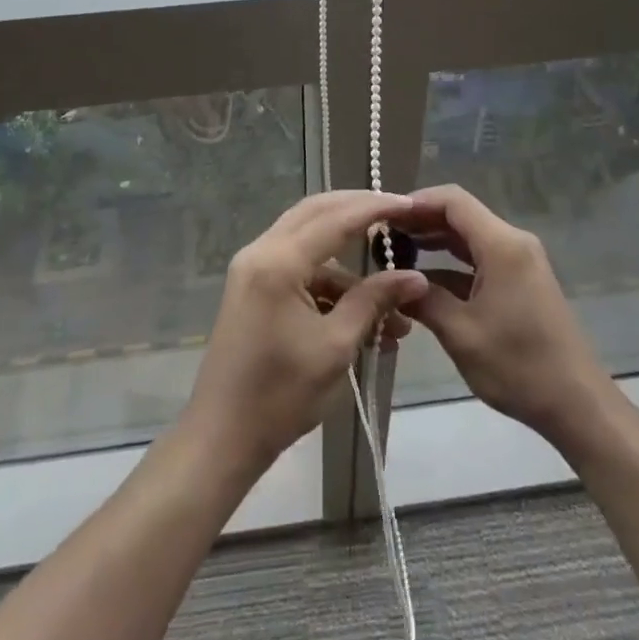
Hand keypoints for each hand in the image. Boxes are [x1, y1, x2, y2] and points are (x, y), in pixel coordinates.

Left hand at [184, 191, 428, 472]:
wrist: (222, 436)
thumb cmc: (280, 396)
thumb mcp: (336, 347)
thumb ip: (374, 302)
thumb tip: (416, 278)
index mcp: (279, 261)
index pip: (336, 218)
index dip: (375, 207)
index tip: (410, 203)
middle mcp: (261, 250)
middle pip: (317, 212)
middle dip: (359, 210)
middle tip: (398, 214)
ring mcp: (253, 266)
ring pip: (308, 237)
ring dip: (348, 256)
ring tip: (392, 290)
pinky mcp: (253, 284)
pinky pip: (297, 263)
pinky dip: (329, 278)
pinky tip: (362, 309)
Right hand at [400, 184, 612, 443]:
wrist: (577, 405)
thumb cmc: (519, 367)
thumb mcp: (461, 334)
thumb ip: (423, 300)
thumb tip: (392, 280)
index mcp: (502, 245)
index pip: (453, 200)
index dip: (416, 202)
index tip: (384, 216)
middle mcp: (512, 242)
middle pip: (460, 215)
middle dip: (420, 221)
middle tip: (382, 236)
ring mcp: (519, 261)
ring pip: (468, 237)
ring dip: (434, 242)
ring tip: (395, 254)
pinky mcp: (520, 281)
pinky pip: (479, 258)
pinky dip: (451, 264)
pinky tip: (423, 280)